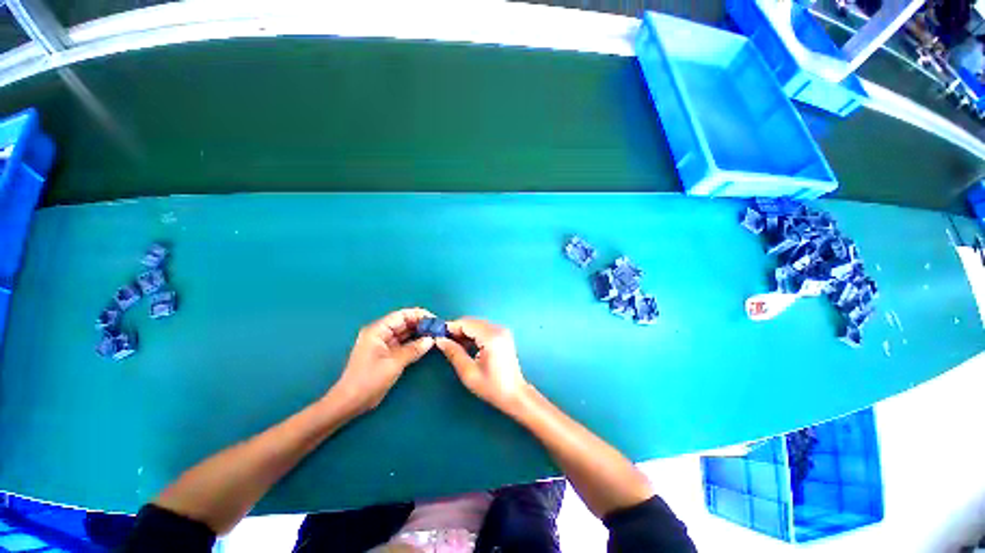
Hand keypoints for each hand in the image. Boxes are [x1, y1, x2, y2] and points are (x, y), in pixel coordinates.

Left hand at [330, 308, 435, 414]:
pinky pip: (403, 342)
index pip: (401, 315)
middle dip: (421, 324)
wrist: (350, 402)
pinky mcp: (386, 353)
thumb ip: (413, 349)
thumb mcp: (394, 364)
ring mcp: (383, 343)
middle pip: (404, 322)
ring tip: (435, 334)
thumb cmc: (369, 380)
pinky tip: (425, 343)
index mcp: (377, 330)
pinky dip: (414, 342)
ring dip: (419, 333)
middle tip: (438, 329)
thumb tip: (431, 339)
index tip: (435, 320)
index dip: (419, 315)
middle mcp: (380, 333)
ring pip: (404, 332)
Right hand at [436, 318, 531, 412]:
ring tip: (454, 346)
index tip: (437, 335)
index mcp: (491, 337)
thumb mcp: (468, 372)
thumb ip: (454, 353)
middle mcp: (498, 329)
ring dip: (464, 332)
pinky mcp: (503, 334)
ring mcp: (502, 330)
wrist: (515, 394)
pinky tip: (467, 346)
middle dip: (457, 330)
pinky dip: (473, 334)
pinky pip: (484, 328)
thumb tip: (440, 340)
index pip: (466, 323)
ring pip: (477, 324)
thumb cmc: (492, 387)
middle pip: (471, 322)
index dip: (450, 327)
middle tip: (444, 342)